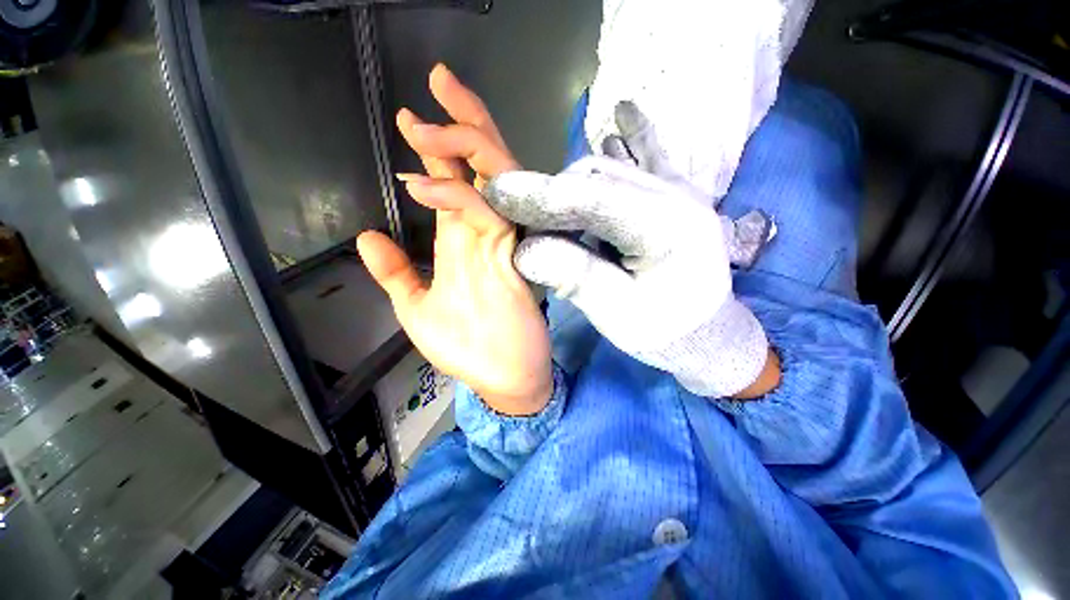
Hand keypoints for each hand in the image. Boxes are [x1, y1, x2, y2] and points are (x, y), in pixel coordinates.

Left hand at [358, 65, 551, 415]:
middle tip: (439, 83)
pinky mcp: (513, 261)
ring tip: (426, 124)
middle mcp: (484, 234)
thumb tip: (369, 235)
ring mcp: (502, 244)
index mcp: (462, 242)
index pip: (455, 183)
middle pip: (482, 168)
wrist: (504, 377)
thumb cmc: (466, 348)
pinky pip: (491, 218)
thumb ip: (397, 273)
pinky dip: (461, 198)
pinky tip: (428, 183)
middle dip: (462, 124)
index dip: (437, 151)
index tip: (411, 120)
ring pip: (495, 181)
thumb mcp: (417, 309)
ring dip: (465, 147)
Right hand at [485, 156, 775, 398]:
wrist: (705, 333)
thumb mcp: (616, 314)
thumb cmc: (662, 331)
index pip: (592, 200)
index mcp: (667, 229)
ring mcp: (679, 190)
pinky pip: (648, 158)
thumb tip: (524, 250)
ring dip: (570, 186)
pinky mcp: (675, 195)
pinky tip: (621, 115)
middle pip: (597, 179)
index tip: (497, 193)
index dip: (542, 196)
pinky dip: (627, 140)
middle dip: (552, 195)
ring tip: (548, 211)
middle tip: (523, 220)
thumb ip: (573, 276)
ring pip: (609, 171)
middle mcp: (677, 196)